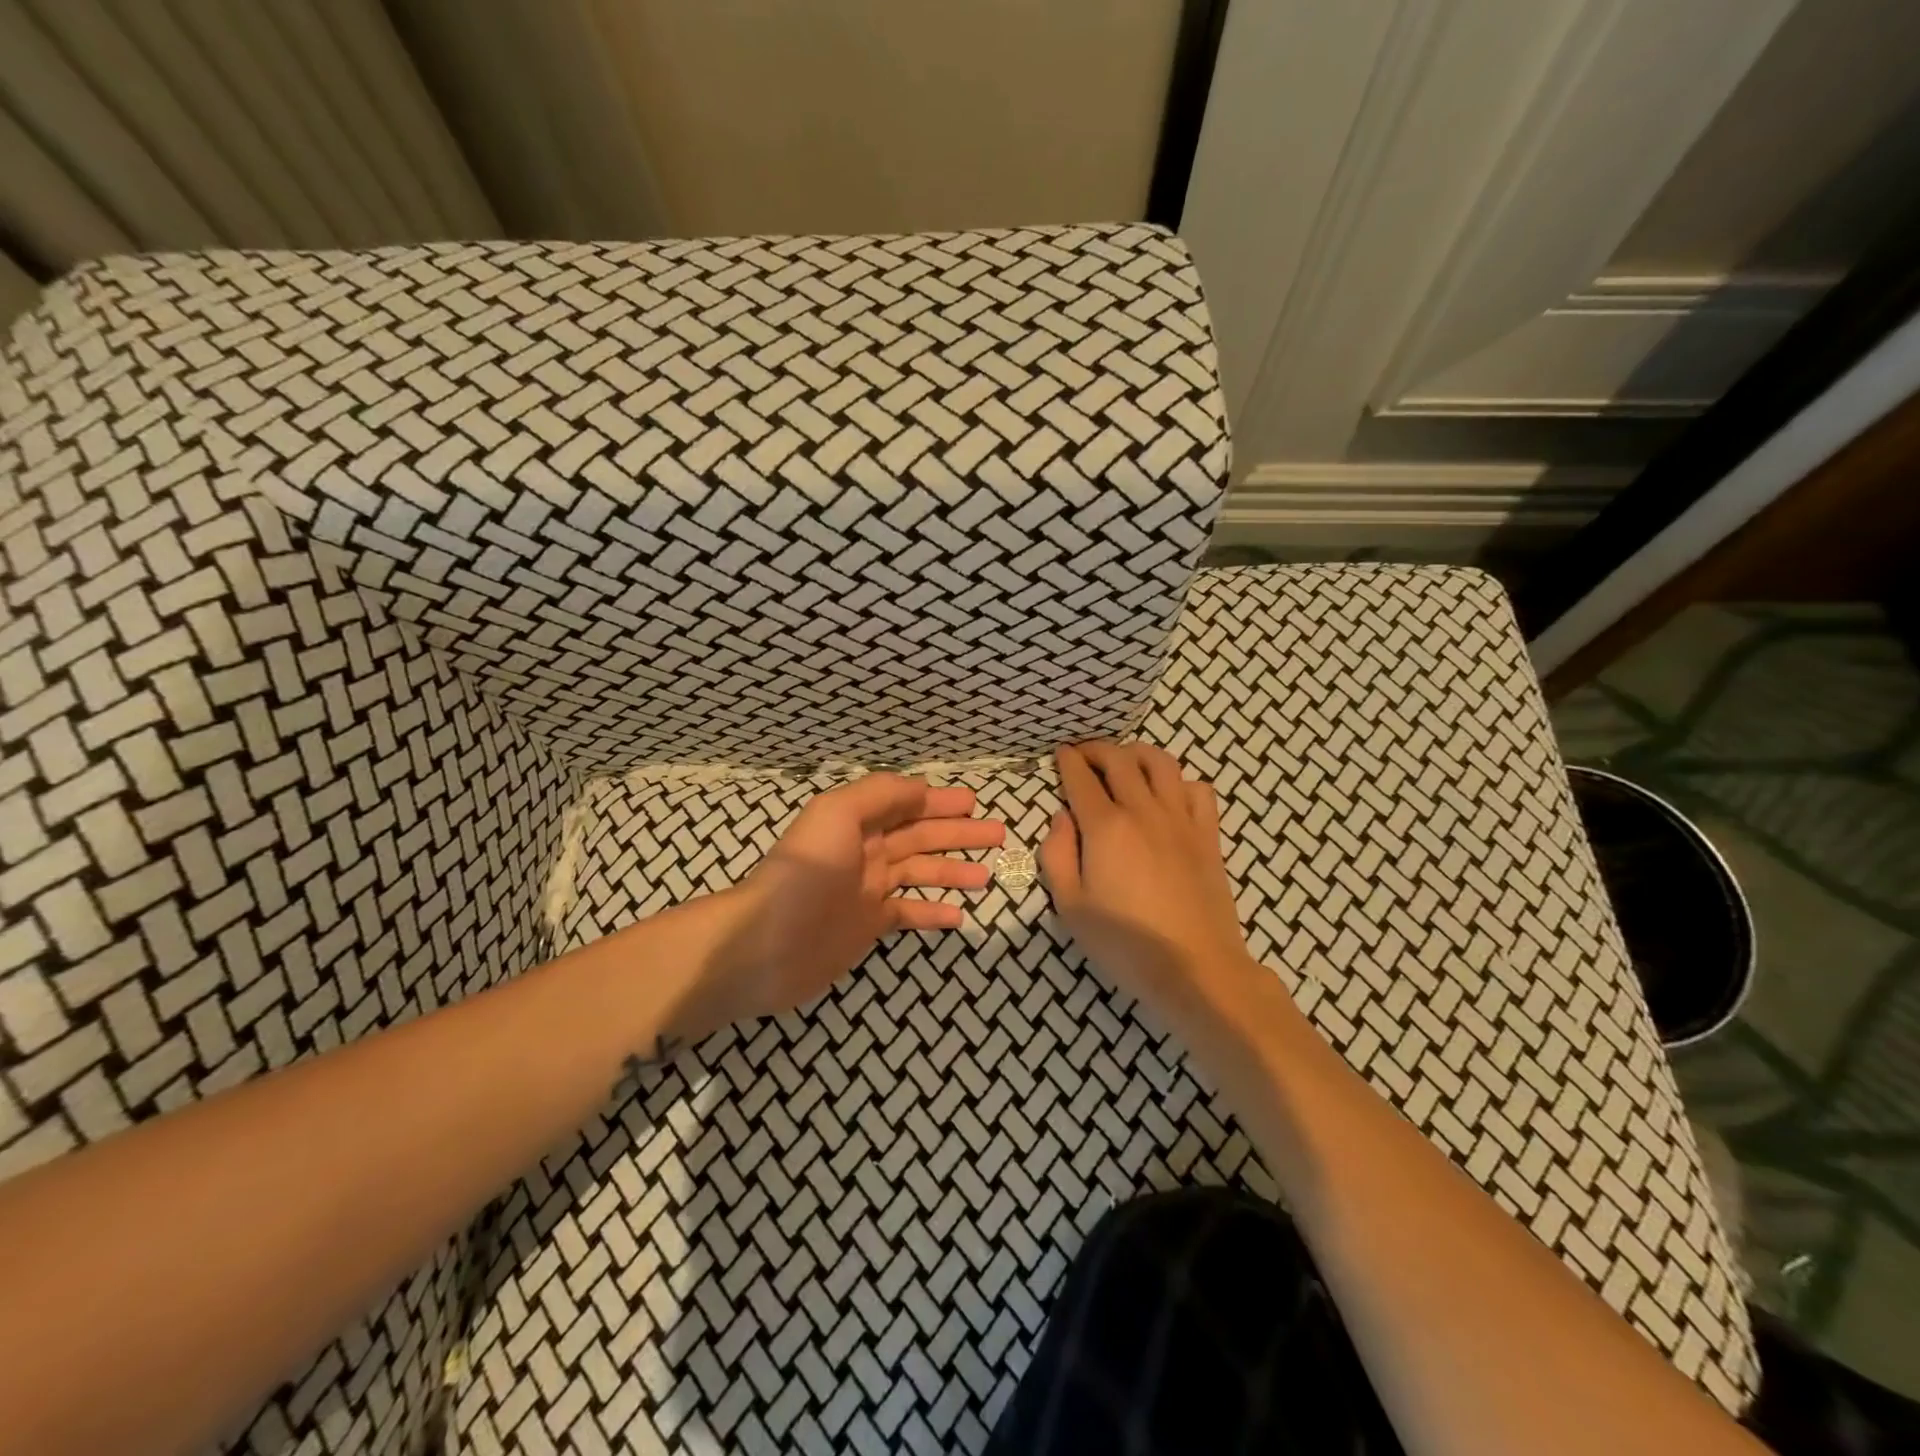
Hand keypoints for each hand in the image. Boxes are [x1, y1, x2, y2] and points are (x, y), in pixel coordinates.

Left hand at [677, 774, 1004, 1037]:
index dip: (940, 802)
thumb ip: (880, 794)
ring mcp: (868, 890)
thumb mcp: (837, 814)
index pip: (907, 805)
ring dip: (954, 871)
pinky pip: (909, 914)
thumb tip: (921, 790)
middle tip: (998, 834)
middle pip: (921, 836)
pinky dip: (934, 913)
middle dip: (959, 833)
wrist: (765, 944)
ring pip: (921, 874)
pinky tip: (961, 916)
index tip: (974, 803)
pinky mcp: (868, 926)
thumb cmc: (804, 872)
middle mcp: (866, 851)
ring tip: (988, 875)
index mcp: (857, 821)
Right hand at [1040, 742, 1254, 1027]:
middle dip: (1097, 749)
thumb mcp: (1071, 907)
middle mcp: (1143, 811)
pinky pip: (1199, 789)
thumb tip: (1061, 817)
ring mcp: (1181, 820)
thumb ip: (1057, 855)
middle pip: (1120, 760)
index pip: (1081, 778)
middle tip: (1084, 755)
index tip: (1060, 754)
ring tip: (1125, 763)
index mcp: (1105, 828)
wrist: (1196, 968)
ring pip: (1161, 763)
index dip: (1068, 761)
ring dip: (1138, 753)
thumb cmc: (1125, 944)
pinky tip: (1169, 795)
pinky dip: (1180, 781)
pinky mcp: (1208, 836)